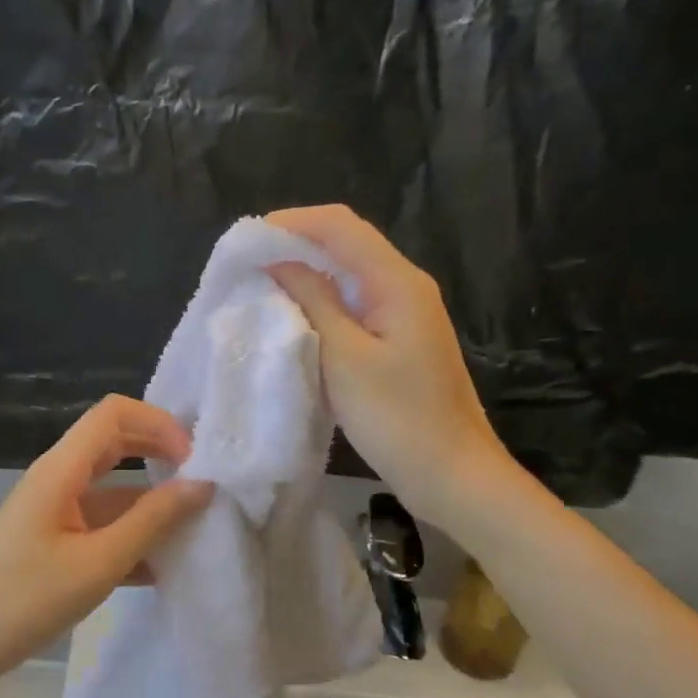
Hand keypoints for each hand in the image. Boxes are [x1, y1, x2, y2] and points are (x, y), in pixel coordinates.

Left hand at [0, 395, 212, 694]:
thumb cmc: (25, 600)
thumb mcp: (98, 563)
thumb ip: (152, 521)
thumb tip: (203, 484)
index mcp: (61, 469)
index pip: (114, 413)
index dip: (158, 424)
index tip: (193, 462)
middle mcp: (57, 478)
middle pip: (115, 443)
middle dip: (161, 455)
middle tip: (203, 484)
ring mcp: (54, 509)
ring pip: (112, 488)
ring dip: (151, 503)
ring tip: (194, 531)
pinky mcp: (54, 539)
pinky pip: (101, 523)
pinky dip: (131, 536)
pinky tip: (161, 569)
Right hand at [266, 204, 515, 530]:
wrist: (451, 474)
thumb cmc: (396, 418)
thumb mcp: (344, 357)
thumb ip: (312, 302)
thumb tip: (279, 262)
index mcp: (397, 282)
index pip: (340, 226)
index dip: (291, 223)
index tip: (246, 241)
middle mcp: (404, 285)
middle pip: (346, 243)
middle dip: (295, 244)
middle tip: (247, 263)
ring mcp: (404, 312)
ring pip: (348, 274)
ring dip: (306, 273)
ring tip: (261, 284)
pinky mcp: (398, 339)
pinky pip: (354, 303)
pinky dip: (320, 301)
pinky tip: (294, 316)